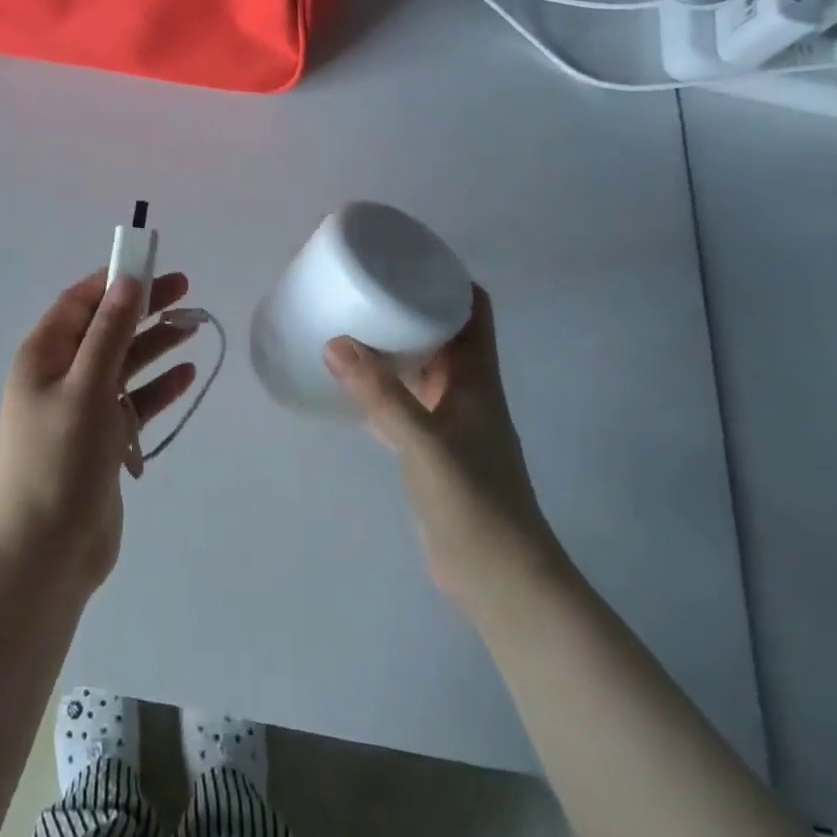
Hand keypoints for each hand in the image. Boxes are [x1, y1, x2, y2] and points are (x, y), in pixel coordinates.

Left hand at [0, 270, 199, 591]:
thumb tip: (127, 280)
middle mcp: (60, 376)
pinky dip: (156, 387)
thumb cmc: (60, 460)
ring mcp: (82, 408)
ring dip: (154, 344)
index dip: (113, 281)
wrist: (48, 551)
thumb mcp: (86, 387)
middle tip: (184, 291)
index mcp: (42, 357)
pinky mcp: (102, 438)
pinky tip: (185, 375)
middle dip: (142, 309)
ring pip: (123, 363)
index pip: (79, 303)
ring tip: (193, 326)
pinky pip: (133, 401)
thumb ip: (109, 332)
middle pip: (106, 329)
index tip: (151, 266)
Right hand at [325, 285, 559, 614]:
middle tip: (366, 287)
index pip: (474, 310)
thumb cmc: (475, 502)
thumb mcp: (425, 443)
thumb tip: (335, 343)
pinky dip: (386, 385)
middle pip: (445, 332)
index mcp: (478, 379)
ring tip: (353, 325)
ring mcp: (453, 422)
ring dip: (397, 345)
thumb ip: (381, 396)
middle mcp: (469, 391)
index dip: (449, 279)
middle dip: (412, 305)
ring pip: (425, 366)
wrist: (500, 579)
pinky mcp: (436, 449)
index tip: (407, 257)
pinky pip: (409, 400)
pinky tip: (354, 385)